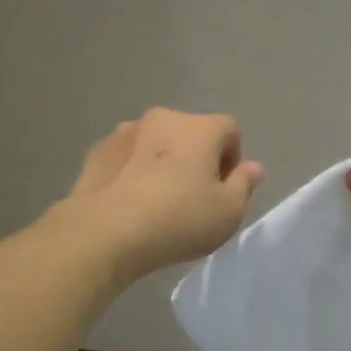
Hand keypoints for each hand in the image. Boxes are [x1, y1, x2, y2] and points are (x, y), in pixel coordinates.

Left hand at [62, 108, 264, 281]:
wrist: (105, 232)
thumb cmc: (178, 220)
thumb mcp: (228, 212)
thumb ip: (244, 184)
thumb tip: (253, 167)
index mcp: (200, 128)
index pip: (230, 130)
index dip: (232, 158)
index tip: (223, 190)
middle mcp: (163, 118)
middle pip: (191, 133)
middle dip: (196, 158)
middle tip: (192, 197)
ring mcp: (126, 132)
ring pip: (156, 143)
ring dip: (162, 161)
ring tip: (157, 201)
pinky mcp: (97, 151)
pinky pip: (127, 157)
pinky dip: (133, 171)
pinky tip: (130, 203)